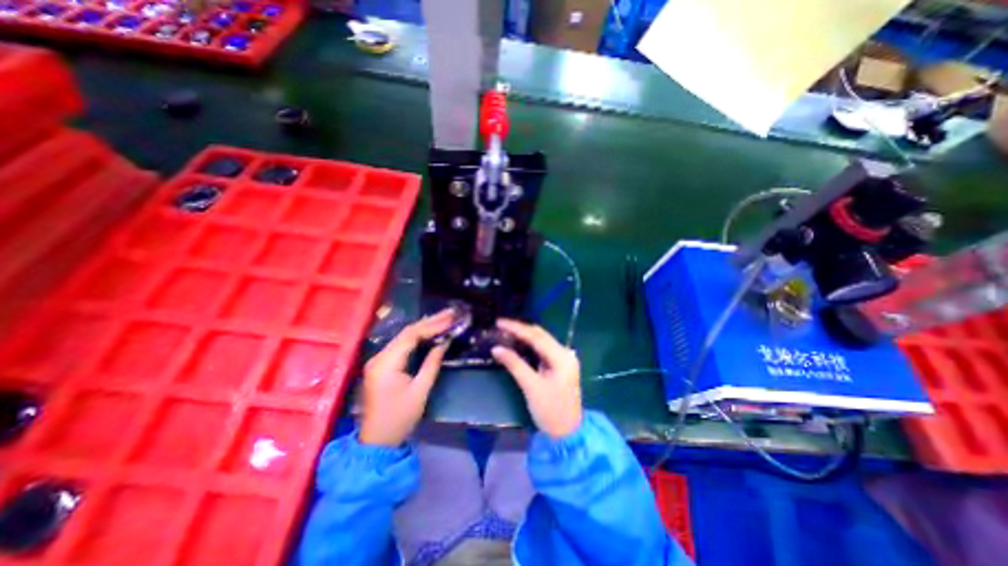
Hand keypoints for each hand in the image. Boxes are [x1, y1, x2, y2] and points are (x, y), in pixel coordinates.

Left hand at [359, 310, 452, 445]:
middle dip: (430, 322)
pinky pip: (401, 345)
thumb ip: (432, 363)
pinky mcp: (381, 365)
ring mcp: (378, 360)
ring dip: (424, 327)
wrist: (376, 442)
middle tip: (450, 313)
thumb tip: (444, 342)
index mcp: (386, 363)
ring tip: (444, 318)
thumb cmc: (399, 418)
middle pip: (407, 332)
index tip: (451, 319)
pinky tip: (430, 331)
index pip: (411, 335)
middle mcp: (379, 356)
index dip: (433, 325)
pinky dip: (417, 337)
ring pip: (404, 337)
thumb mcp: (420, 391)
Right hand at [490, 319, 583, 437]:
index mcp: (561, 357)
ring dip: (525, 335)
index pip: (536, 336)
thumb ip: (514, 364)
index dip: (517, 328)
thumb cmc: (550, 411)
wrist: (567, 433)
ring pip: (542, 341)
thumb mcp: (531, 387)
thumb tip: (496, 348)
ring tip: (506, 332)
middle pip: (540, 335)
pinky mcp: (560, 365)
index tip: (499, 322)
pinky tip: (518, 343)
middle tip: (501, 326)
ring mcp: (564, 359)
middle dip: (521, 329)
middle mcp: (565, 353)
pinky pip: (543, 349)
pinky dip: (530, 345)